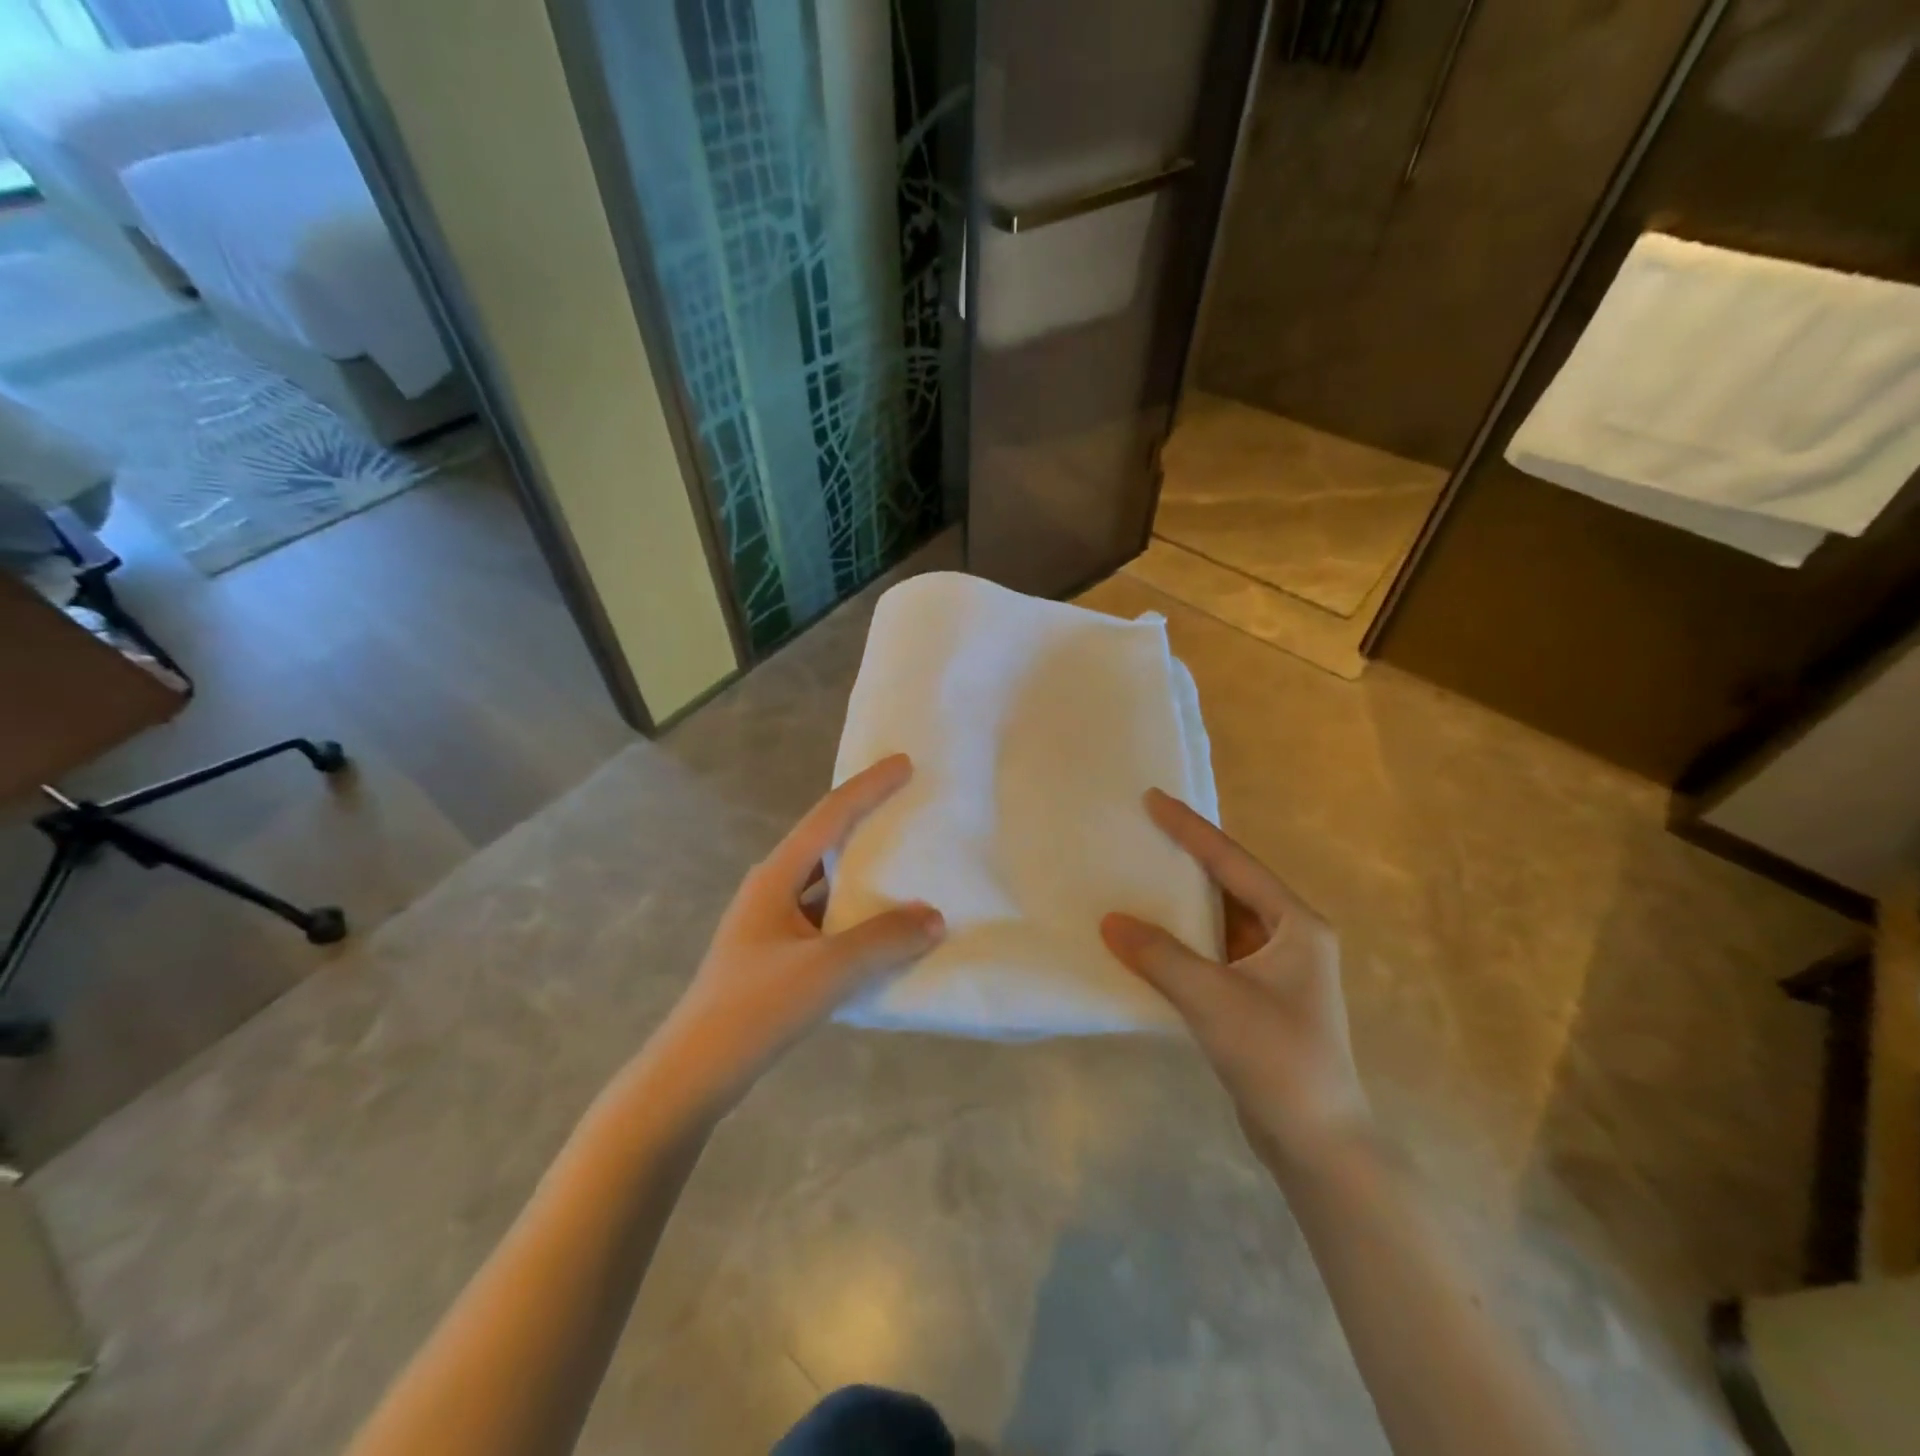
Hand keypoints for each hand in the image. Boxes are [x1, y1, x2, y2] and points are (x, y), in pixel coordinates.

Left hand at [654, 755, 943, 1109]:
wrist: (693, 1074)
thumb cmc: (756, 1008)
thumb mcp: (827, 969)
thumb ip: (884, 939)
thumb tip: (934, 916)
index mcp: (776, 876)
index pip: (830, 816)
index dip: (869, 787)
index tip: (904, 763)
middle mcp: (772, 889)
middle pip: (827, 843)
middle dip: (867, 822)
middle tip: (910, 808)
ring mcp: (772, 925)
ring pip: (828, 886)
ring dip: (865, 876)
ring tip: (909, 867)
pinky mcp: (777, 957)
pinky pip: (828, 921)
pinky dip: (858, 918)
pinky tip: (886, 931)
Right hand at [1102, 790, 1369, 1176]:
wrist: (1317, 1145)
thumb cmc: (1278, 1060)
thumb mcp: (1214, 1000)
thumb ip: (1159, 956)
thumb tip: (1110, 921)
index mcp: (1297, 925)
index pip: (1235, 863)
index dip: (1191, 830)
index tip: (1154, 799)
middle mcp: (1290, 938)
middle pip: (1230, 884)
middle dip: (1187, 859)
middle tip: (1142, 830)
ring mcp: (1274, 970)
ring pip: (1219, 920)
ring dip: (1181, 902)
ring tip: (1138, 875)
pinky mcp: (1256, 998)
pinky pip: (1212, 951)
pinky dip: (1181, 939)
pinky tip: (1149, 936)